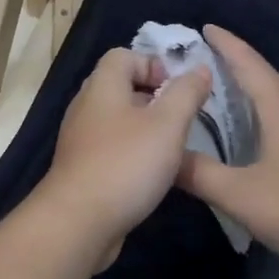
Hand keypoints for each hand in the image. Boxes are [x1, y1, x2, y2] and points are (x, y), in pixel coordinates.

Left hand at [35, 48, 212, 265]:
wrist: (78, 222)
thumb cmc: (126, 164)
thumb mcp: (167, 124)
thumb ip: (186, 93)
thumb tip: (199, 69)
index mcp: (102, 87)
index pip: (123, 55)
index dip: (154, 64)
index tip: (180, 89)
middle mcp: (86, 108)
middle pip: (120, 88)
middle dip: (154, 98)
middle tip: (182, 118)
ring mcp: (81, 140)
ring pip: (118, 121)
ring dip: (146, 129)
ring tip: (173, 148)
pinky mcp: (82, 169)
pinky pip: (111, 149)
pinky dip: (132, 154)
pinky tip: (152, 175)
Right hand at [177, 26, 278, 278]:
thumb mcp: (241, 195)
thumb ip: (200, 174)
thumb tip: (165, 157)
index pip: (249, 64)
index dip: (226, 44)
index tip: (206, 27)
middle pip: (271, 79)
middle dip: (241, 69)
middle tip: (209, 71)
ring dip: (261, 96)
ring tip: (233, 104)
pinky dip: (275, 121)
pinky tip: (266, 144)